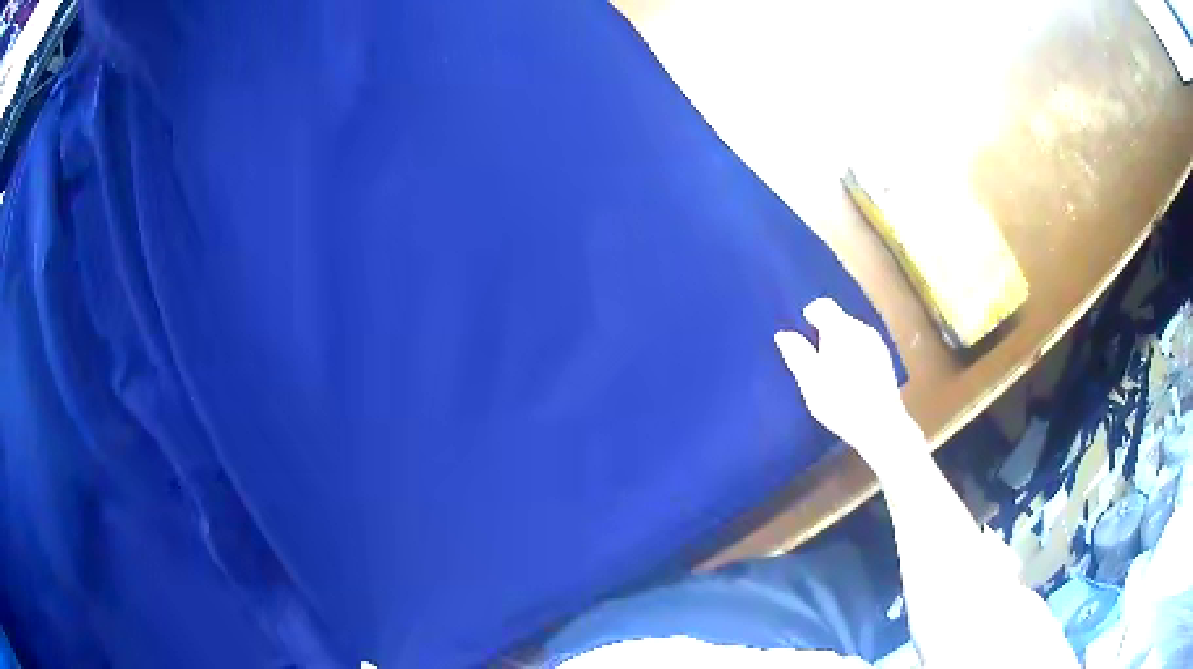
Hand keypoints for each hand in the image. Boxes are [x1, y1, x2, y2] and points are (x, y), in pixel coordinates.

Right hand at [774, 298, 917, 466]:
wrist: (880, 426)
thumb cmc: (841, 401)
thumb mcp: (811, 381)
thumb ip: (797, 353)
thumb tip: (784, 334)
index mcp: (842, 329)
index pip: (822, 305)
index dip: (808, 317)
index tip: (800, 340)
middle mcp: (861, 329)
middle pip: (838, 319)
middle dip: (823, 334)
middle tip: (812, 361)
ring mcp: (876, 344)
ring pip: (851, 334)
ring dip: (838, 346)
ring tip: (830, 373)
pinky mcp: (884, 360)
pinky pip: (862, 347)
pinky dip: (852, 355)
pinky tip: (849, 380)